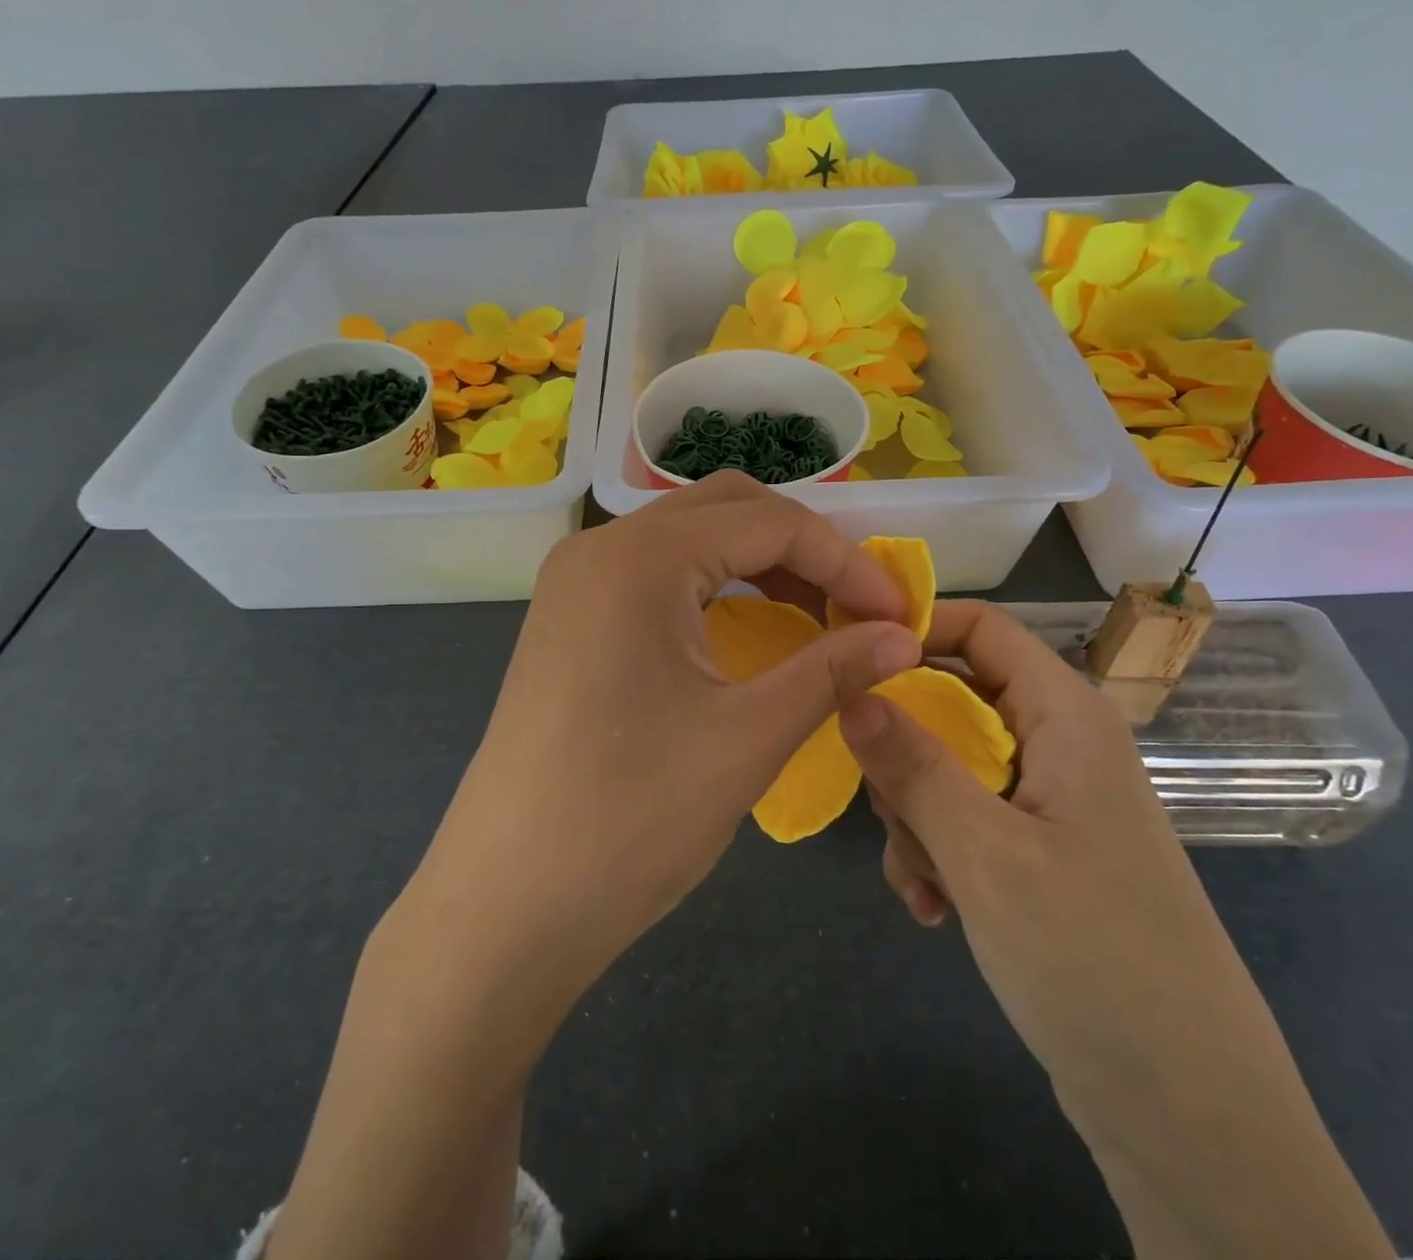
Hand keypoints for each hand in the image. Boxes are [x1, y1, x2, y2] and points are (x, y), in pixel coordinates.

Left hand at [408, 472, 921, 1025]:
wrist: (507, 904)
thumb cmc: (630, 819)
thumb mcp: (747, 738)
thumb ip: (832, 671)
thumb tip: (906, 638)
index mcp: (641, 558)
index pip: (769, 521)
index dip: (846, 561)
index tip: (898, 614)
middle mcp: (600, 548)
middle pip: (726, 509)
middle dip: (803, 548)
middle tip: (857, 607)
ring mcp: (577, 582)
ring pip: (690, 538)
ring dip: (759, 563)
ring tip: (816, 618)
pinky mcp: (569, 619)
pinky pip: (657, 575)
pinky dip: (715, 587)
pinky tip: (749, 631)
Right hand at [843, 598, 1235, 1078]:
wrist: (1187, 1114)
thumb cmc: (1092, 959)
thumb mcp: (985, 854)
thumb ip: (913, 764)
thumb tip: (851, 691)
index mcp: (1066, 717)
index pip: (983, 628)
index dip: (916, 632)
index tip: (850, 665)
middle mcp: (1060, 745)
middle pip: (954, 702)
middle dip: (905, 751)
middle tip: (888, 807)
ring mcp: (1052, 802)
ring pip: (950, 766)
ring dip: (916, 816)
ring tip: (922, 883)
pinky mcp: (1042, 854)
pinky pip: (966, 820)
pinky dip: (938, 852)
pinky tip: (932, 909)